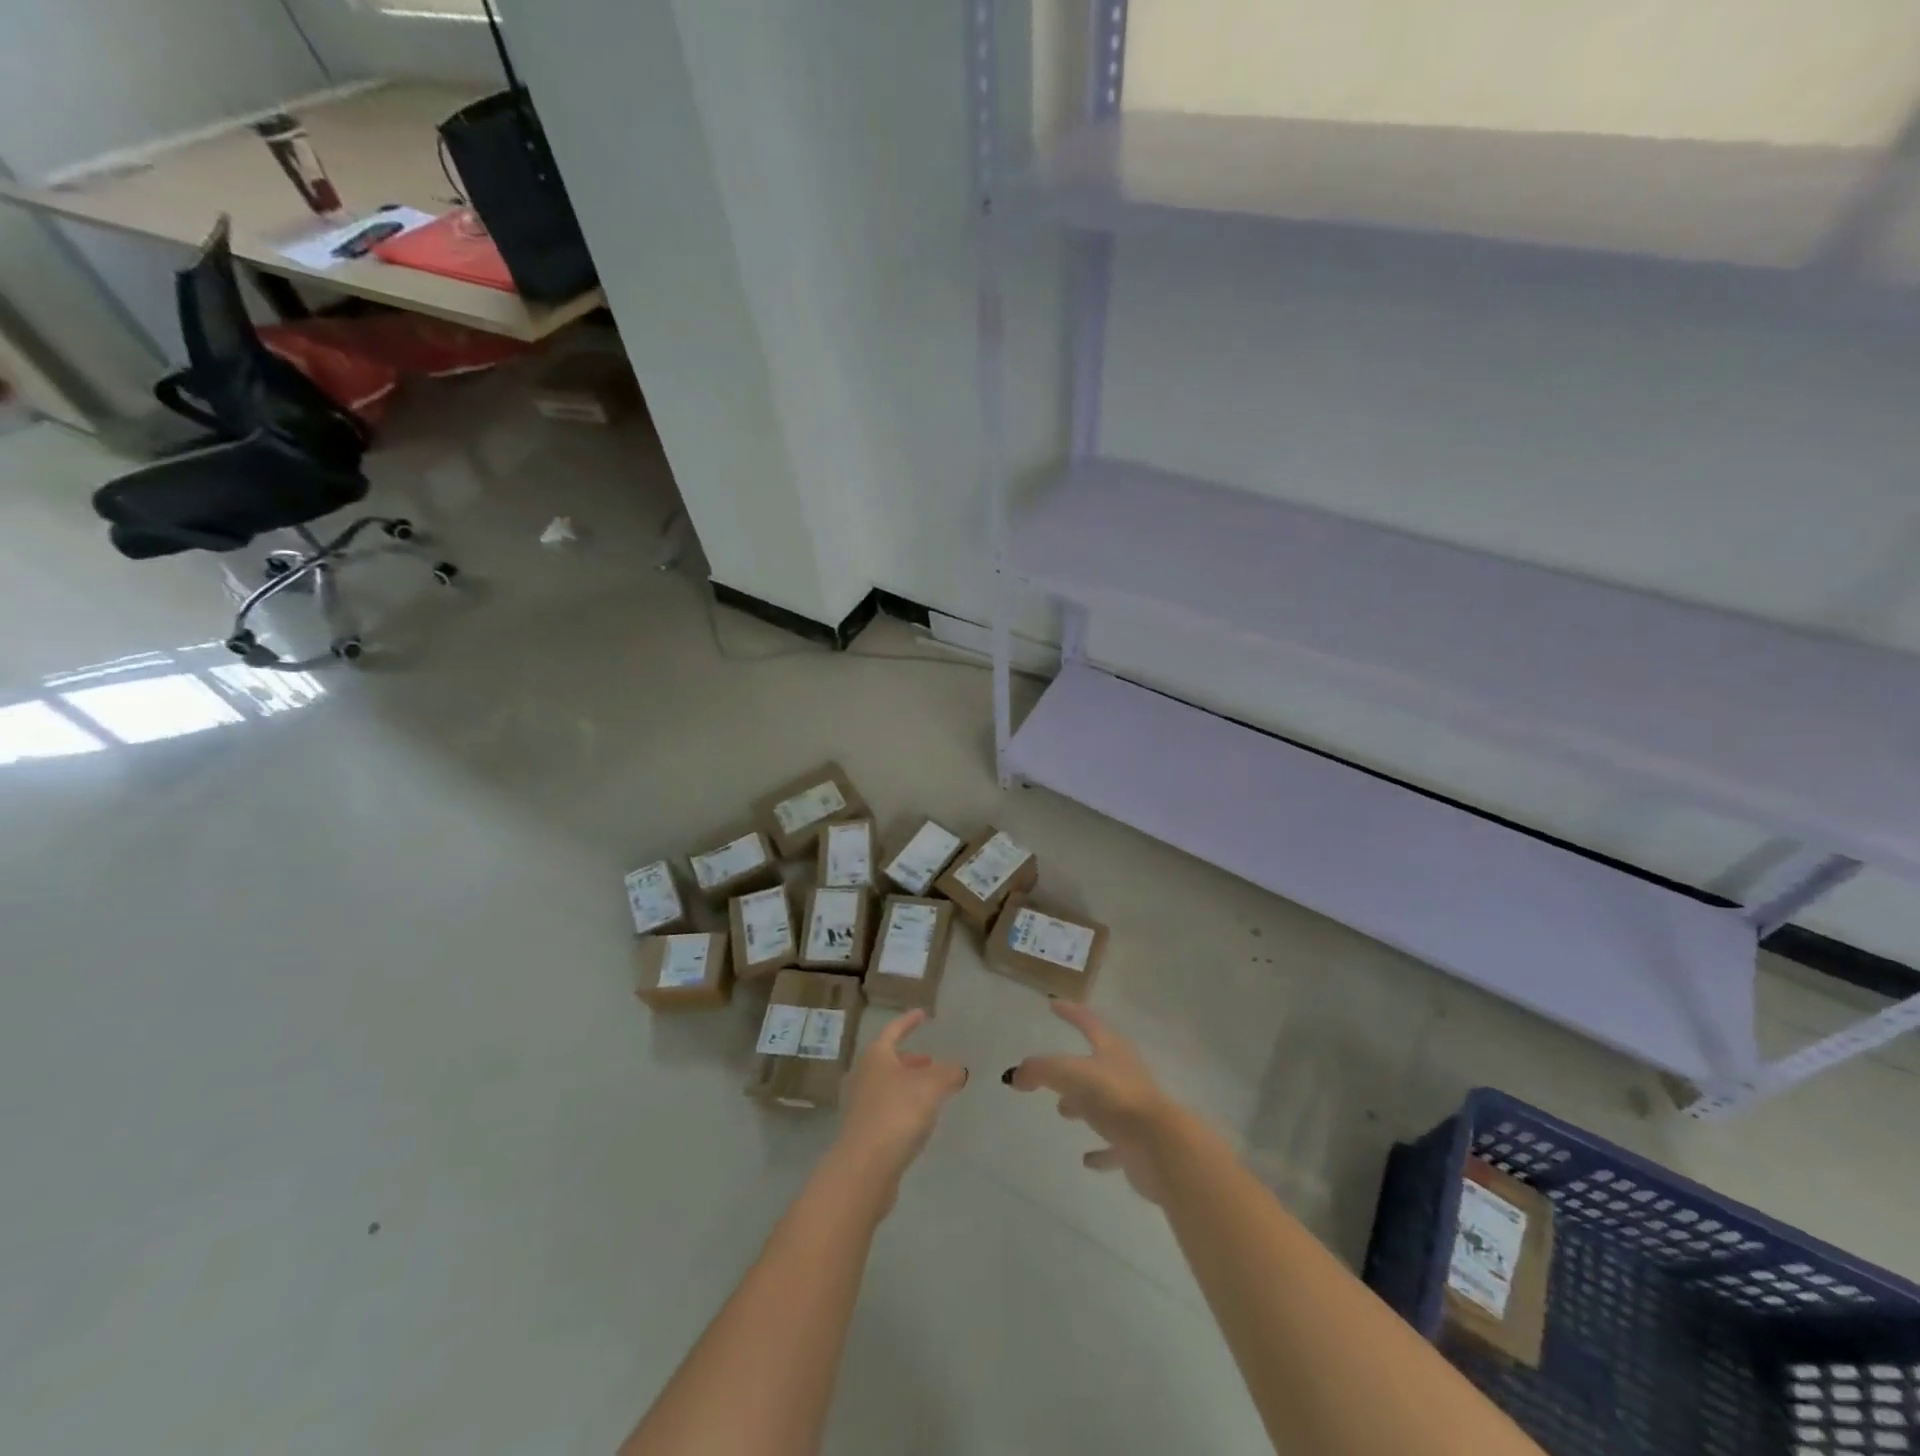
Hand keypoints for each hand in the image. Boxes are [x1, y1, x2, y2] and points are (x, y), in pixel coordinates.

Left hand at [833, 1009, 967, 1185]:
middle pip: (888, 1059)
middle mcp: (863, 1075)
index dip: (909, 1021)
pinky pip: (885, 1109)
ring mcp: (859, 1104)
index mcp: (876, 1055)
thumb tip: (958, 1069)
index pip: (894, 1030)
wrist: (864, 1167)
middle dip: (911, 1059)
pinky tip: (918, 1120)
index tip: (923, 1014)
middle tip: (931, 1062)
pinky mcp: (862, 1132)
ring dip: (907, 1084)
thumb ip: (948, 1074)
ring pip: (887, 1085)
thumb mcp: (931, 1087)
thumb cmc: (897, 1113)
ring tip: (930, 1092)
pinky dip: (902, 1106)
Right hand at [1004, 1001, 1178, 1203]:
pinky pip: (1113, 1144)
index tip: (1053, 1004)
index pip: (1088, 1022)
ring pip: (1103, 1102)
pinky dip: (1100, 1149)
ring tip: (1062, 1110)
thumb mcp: (1069, 1074)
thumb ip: (1040, 1070)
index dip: (1070, 1012)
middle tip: (1052, 1072)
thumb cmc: (1114, 1097)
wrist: (1159, 1145)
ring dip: (1083, 1104)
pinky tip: (1087, 1160)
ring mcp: (1132, 1110)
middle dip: (1073, 1066)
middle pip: (1096, 1064)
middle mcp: (1124, 1074)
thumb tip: (1014, 1075)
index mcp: (1112, 1050)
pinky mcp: (1136, 1144)